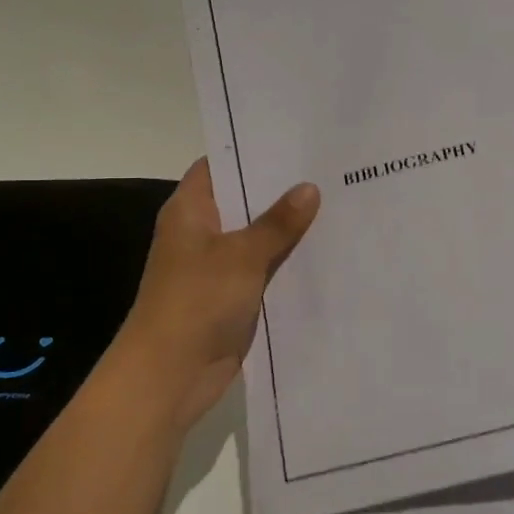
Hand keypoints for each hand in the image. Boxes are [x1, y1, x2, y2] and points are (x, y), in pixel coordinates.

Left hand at [115, 159, 319, 434]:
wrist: (171, 374)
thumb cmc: (197, 301)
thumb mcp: (241, 255)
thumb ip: (277, 222)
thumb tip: (310, 188)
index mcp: (191, 210)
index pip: (221, 165)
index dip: (252, 150)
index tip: (295, 139)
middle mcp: (203, 231)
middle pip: (245, 200)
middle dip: (283, 189)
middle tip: (331, 169)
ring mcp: (219, 265)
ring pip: (260, 236)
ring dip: (292, 227)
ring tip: (341, 201)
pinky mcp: (235, 294)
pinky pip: (267, 268)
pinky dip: (291, 261)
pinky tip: (329, 249)